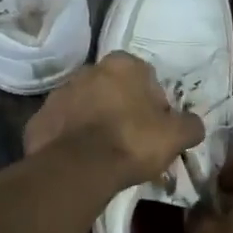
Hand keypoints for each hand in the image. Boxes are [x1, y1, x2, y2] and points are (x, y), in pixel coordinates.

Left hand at [23, 52, 203, 187]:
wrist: (78, 168)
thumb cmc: (132, 142)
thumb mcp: (175, 136)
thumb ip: (190, 125)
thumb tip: (193, 124)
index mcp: (122, 64)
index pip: (145, 78)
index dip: (154, 104)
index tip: (155, 128)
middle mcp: (87, 70)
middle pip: (112, 89)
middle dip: (122, 109)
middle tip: (132, 141)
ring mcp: (59, 93)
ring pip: (85, 106)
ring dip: (94, 122)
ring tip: (105, 154)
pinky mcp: (39, 119)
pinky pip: (62, 127)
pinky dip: (71, 139)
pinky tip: (81, 160)